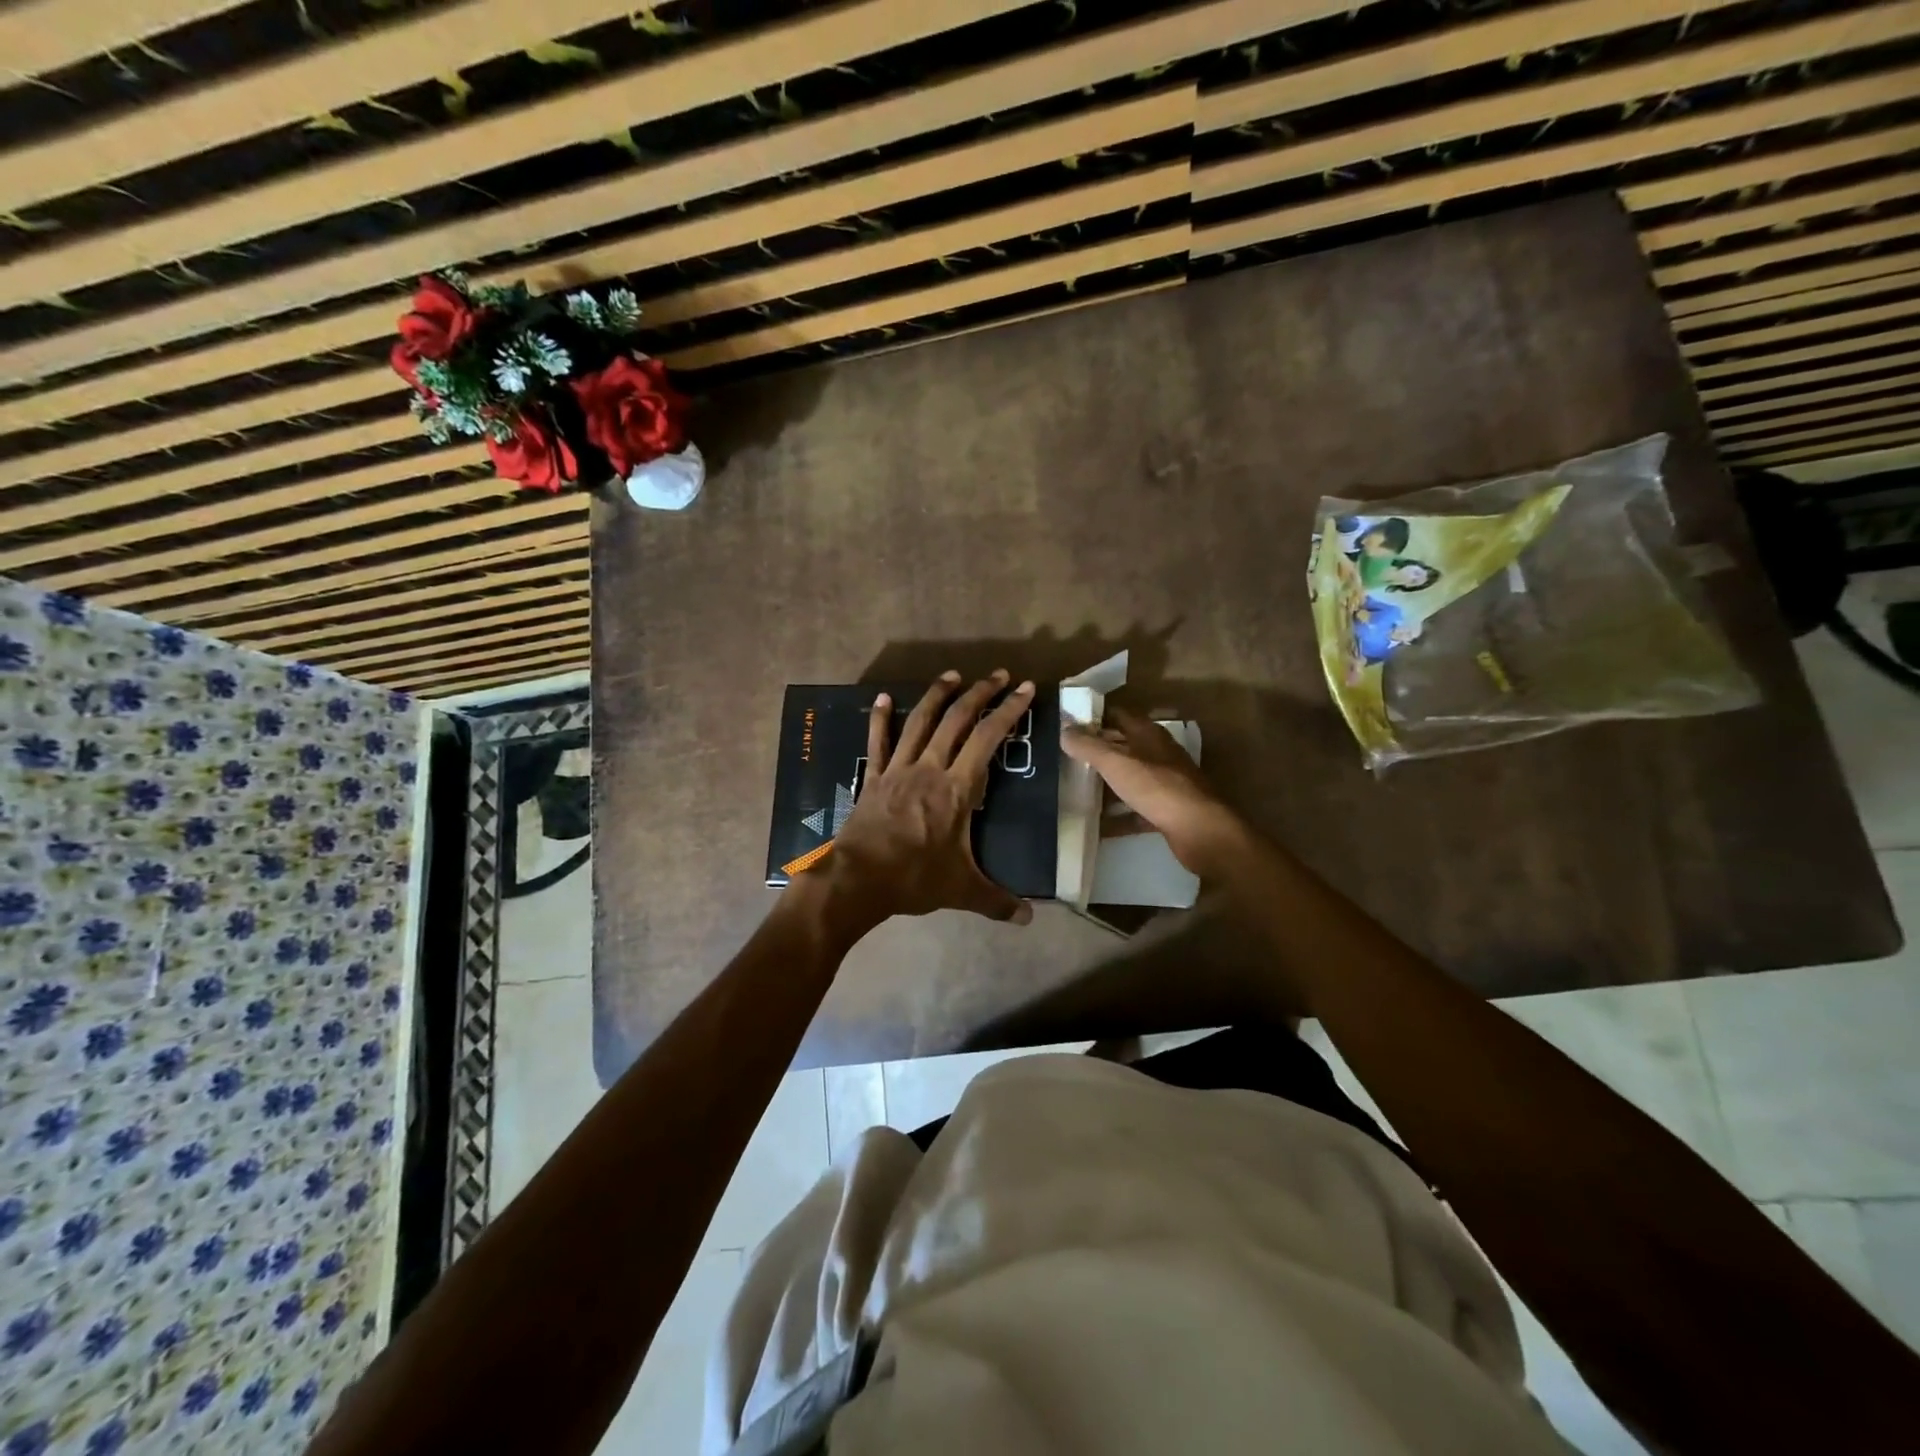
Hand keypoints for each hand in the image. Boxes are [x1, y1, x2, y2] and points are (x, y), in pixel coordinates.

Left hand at [822, 671, 1036, 927]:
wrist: (858, 880)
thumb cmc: (914, 879)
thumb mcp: (962, 890)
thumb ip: (997, 901)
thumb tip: (1029, 919)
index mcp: (957, 789)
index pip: (988, 739)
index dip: (1008, 711)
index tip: (1024, 689)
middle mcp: (930, 768)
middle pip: (957, 720)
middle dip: (980, 693)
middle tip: (997, 675)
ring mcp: (898, 770)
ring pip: (920, 722)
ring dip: (937, 695)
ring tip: (952, 675)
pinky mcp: (873, 778)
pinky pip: (877, 743)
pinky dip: (881, 719)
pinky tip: (884, 699)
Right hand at [1061, 705, 1245, 876]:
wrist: (1199, 830)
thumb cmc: (1157, 788)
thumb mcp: (1116, 763)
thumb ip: (1089, 746)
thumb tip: (1064, 730)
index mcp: (1149, 735)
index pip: (1118, 715)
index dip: (1094, 716)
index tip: (1068, 723)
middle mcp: (1159, 754)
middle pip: (1123, 747)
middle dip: (1097, 751)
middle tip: (1065, 757)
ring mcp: (1165, 783)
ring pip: (1129, 778)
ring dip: (1106, 783)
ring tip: (1075, 789)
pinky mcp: (1167, 811)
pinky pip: (1135, 809)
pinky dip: (1118, 815)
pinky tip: (1097, 824)